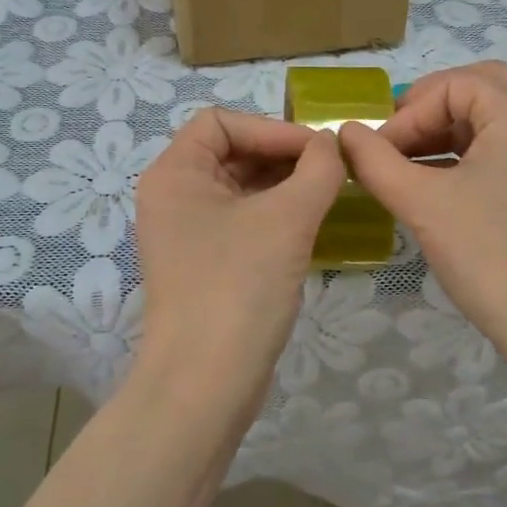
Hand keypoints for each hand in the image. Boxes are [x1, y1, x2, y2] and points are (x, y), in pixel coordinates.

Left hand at [134, 109, 344, 403]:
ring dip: (284, 186)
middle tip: (333, 172)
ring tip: (330, 195)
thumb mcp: (287, 220)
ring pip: (240, 189)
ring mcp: (186, 233)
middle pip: (231, 153)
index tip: (318, 151)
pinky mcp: (204, 264)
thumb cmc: (238, 287)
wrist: (205, 384)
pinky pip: (243, 222)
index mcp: (175, 173)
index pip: (221, 121)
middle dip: (283, 157)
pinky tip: (311, 226)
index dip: (271, 128)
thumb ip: (318, 170)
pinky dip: (276, 216)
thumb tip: (332, 145)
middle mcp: (173, 196)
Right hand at [338, 62, 506, 393]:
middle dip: (428, 111)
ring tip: (402, 168)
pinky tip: (432, 189)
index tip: (376, 153)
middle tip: (394, 141)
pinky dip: (461, 158)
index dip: (406, 113)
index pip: (451, 85)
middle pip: (476, 91)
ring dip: (442, 135)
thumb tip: (345, 133)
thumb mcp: (422, 202)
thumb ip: (375, 161)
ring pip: (487, 122)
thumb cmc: (490, 253)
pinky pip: (498, 152)